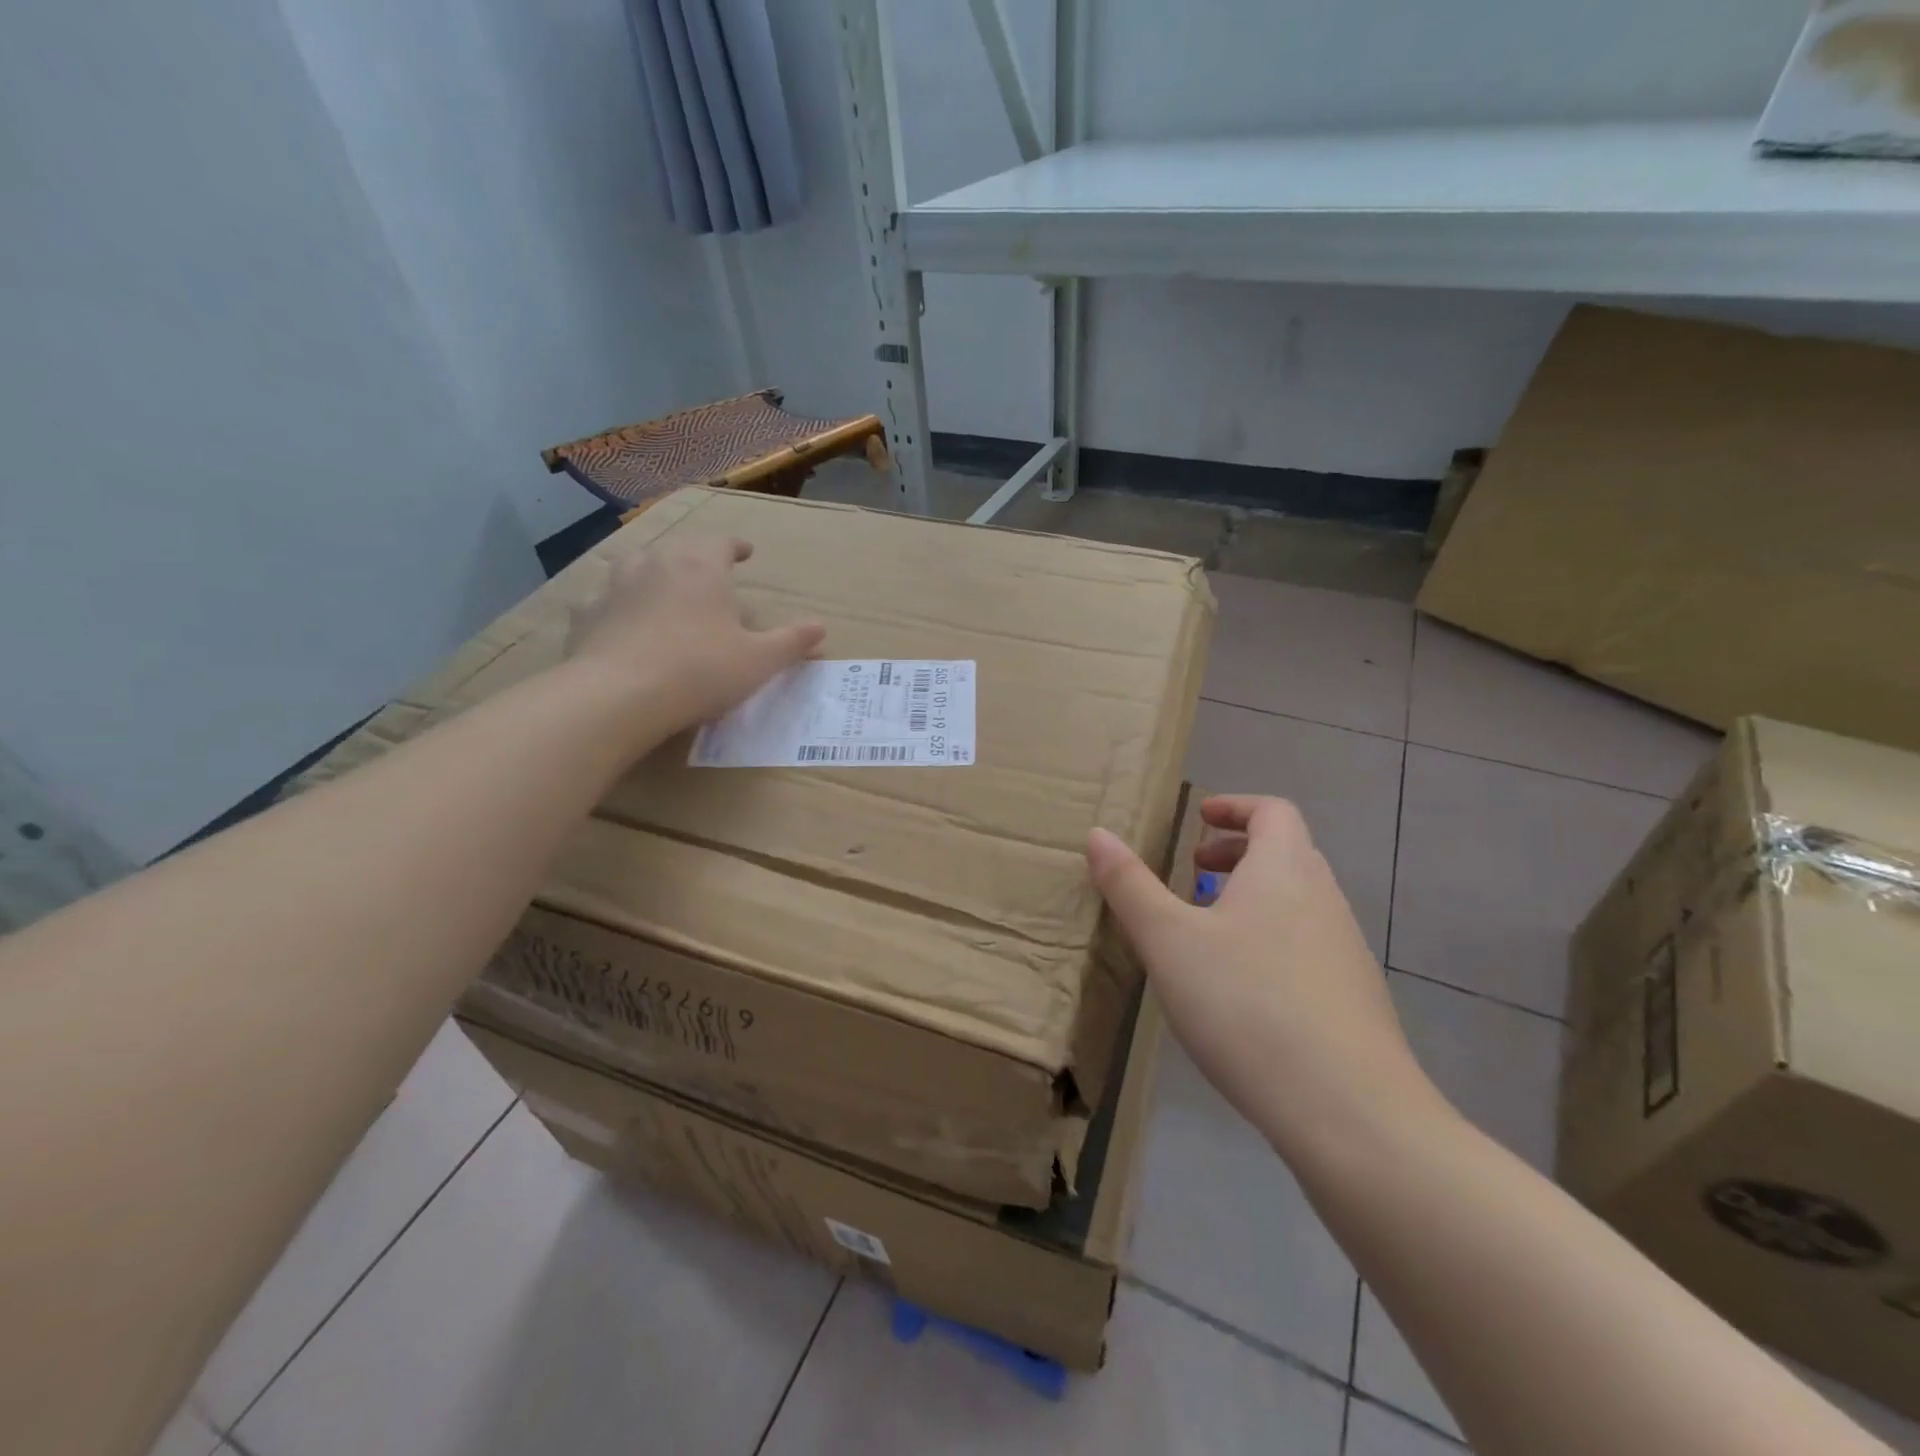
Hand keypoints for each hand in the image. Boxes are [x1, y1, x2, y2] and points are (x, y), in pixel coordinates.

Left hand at [566, 534, 824, 739]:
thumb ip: (792, 641)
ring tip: (665, 592)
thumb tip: (821, 627)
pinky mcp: (585, 613)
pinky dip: (619, 606)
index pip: (722, 542)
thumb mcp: (760, 660)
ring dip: (655, 574)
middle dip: (696, 558)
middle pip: (679, 549)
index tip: (745, 552)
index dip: (736, 546)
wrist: (619, 696)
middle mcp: (656, 562)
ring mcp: (614, 585)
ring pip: (638, 566)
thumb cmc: (700, 671)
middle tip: (709, 576)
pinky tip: (623, 624)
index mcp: (702, 567)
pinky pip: (606, 600)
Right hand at [1088, 794, 1435, 1144]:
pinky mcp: (1353, 997)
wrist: (1348, 1110)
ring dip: (1253, 897)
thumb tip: (1098, 834)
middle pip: (1286, 853)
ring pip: (1298, 901)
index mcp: (1284, 870)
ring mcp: (1346, 950)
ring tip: (1208, 931)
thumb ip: (1129, 885)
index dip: (1235, 807)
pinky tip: (1242, 989)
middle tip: (1194, 872)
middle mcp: (1324, 899)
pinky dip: (1272, 938)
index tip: (1199, 819)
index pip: (1272, 811)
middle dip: (1237, 853)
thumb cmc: (1246, 1005)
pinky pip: (1308, 943)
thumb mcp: (1169, 941)